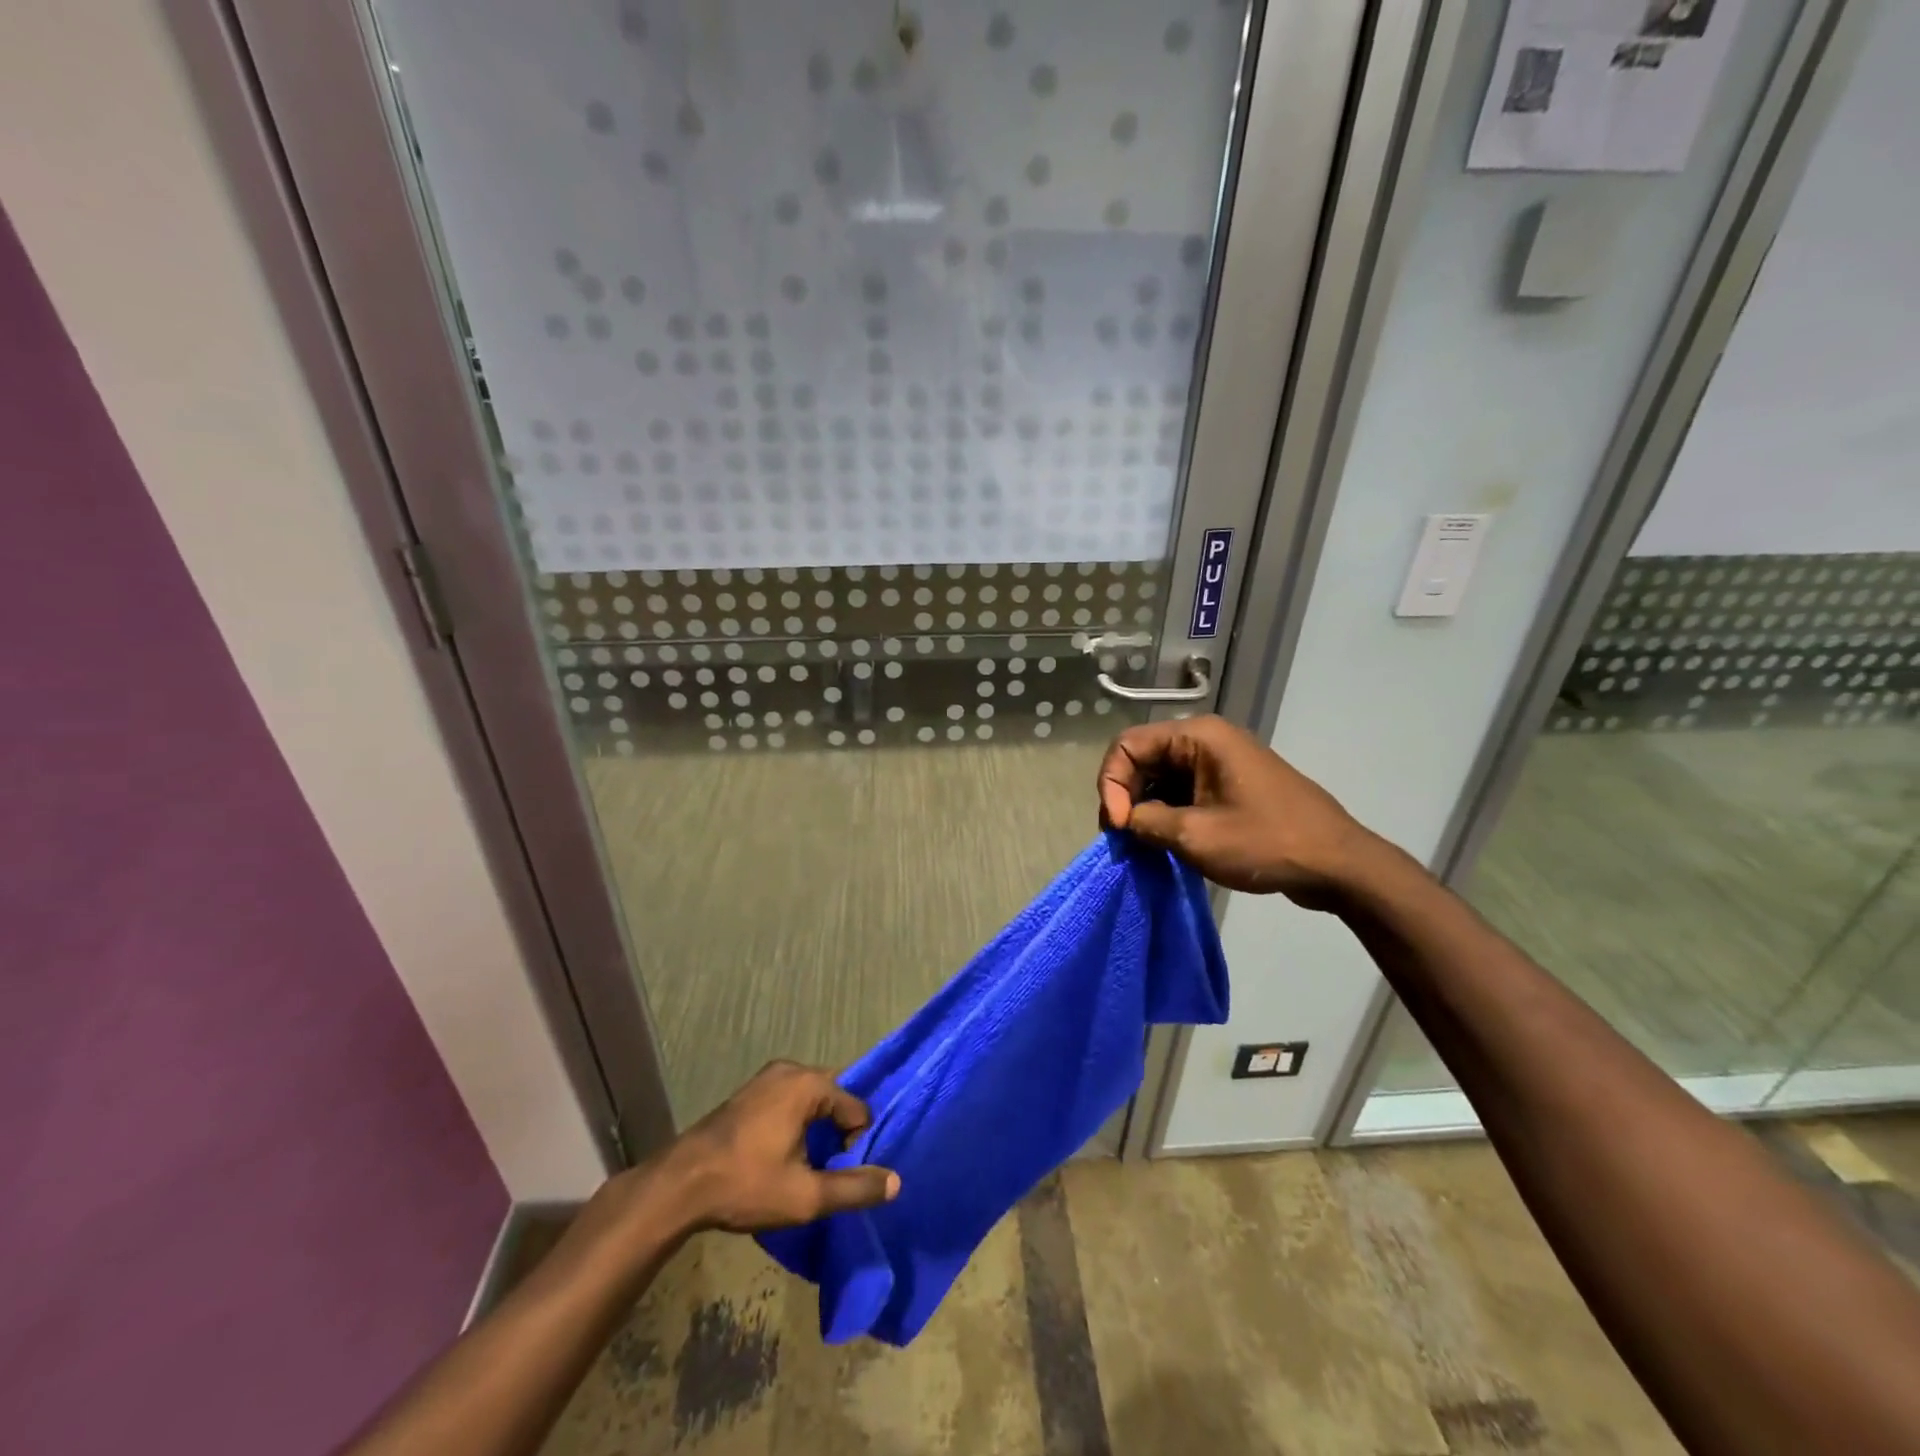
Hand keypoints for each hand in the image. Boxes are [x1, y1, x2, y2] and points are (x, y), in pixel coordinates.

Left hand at [656, 1061, 899, 1232]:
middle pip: (834, 1097)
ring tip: (808, 1167)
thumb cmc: (746, 1184)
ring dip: (817, 1129)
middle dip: (838, 1132)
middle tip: (828, 1170)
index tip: (839, 1174)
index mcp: (808, 1084)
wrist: (680, 1185)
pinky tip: (783, 1155)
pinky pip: (789, 1099)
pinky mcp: (750, 1092)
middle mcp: (790, 1069)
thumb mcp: (806, 1196)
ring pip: (811, 1099)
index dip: (856, 1143)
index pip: (856, 1107)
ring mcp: (766, 1078)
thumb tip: (895, 1182)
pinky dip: (796, 1122)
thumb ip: (854, 1188)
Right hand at [1096, 715, 1377, 906]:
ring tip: (1142, 845)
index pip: (1128, 745)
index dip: (1111, 784)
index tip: (1117, 826)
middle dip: (1125, 796)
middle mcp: (1206, 740)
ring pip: (1161, 776)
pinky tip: (1165, 842)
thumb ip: (1146, 822)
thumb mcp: (1195, 836)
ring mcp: (1219, 762)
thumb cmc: (1266, 842)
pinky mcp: (1229, 784)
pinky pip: (1183, 790)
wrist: (1337, 864)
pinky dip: (1167, 813)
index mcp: (1198, 737)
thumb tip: (1124, 820)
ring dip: (1145, 808)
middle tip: (1123, 839)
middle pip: (1143, 758)